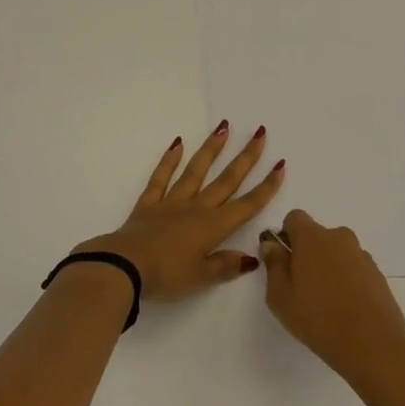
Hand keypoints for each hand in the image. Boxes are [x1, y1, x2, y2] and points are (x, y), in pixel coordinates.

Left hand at [74, 125, 283, 302]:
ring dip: (212, 149)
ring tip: (224, 127)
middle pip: (226, 180)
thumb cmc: (166, 276)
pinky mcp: (149, 202)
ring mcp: (172, 202)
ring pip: (196, 170)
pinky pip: (161, 177)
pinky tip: (178, 142)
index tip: (280, 165)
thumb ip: (225, 266)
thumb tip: (252, 257)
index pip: (246, 205)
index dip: (266, 187)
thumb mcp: (200, 278)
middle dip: (246, 157)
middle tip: (260, 133)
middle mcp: (196, 208)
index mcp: (213, 227)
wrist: (124, 267)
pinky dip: (170, 159)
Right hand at [258, 209, 404, 392]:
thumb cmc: (318, 319)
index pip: (295, 218)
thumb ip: (273, 265)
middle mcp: (339, 237)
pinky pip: (354, 268)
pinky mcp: (377, 274)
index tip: (284, 261)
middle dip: (307, 253)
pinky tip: (345, 309)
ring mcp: (362, 255)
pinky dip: (346, 280)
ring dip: (328, 267)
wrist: (374, 346)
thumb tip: (272, 244)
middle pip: (317, 235)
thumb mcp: (280, 297)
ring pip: (336, 252)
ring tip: (325, 303)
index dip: (286, 235)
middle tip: (301, 287)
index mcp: (312, 237)